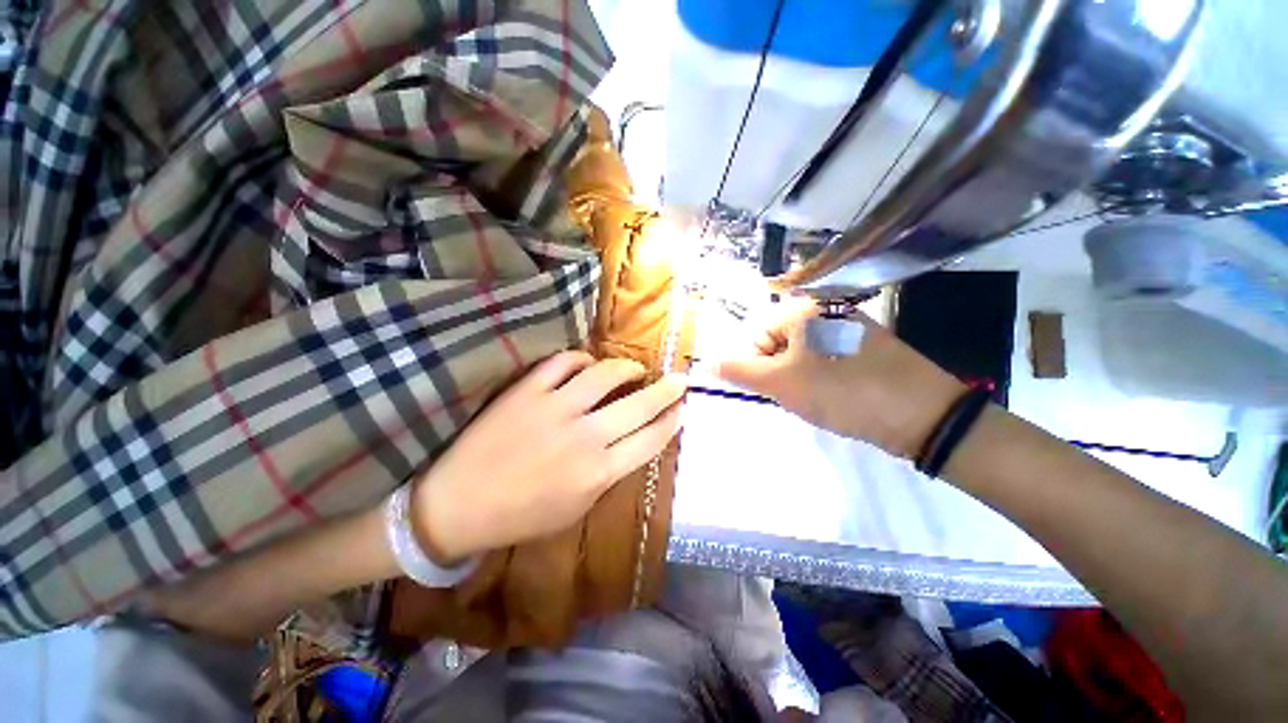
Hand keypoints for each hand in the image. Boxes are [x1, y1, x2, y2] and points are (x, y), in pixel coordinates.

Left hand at [412, 351, 685, 562]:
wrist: (459, 506)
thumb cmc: (522, 516)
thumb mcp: (578, 508)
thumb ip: (608, 474)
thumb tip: (630, 443)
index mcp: (598, 473)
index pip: (649, 440)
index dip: (671, 422)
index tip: (683, 410)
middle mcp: (584, 437)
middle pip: (639, 405)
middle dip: (667, 391)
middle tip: (679, 380)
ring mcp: (554, 408)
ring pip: (605, 375)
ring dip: (627, 368)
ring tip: (636, 369)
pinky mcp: (527, 391)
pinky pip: (563, 362)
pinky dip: (581, 358)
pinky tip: (588, 364)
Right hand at [716, 298, 963, 458]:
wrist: (923, 415)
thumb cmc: (841, 392)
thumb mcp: (780, 383)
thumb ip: (739, 371)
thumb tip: (706, 361)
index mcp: (801, 309)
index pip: (755, 337)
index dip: (757, 367)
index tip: (776, 390)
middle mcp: (824, 308)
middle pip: (778, 344)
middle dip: (780, 374)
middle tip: (800, 396)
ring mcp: (847, 325)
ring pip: (800, 355)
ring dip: (800, 379)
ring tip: (821, 398)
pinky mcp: (864, 345)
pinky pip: (825, 359)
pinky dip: (822, 379)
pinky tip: (838, 395)